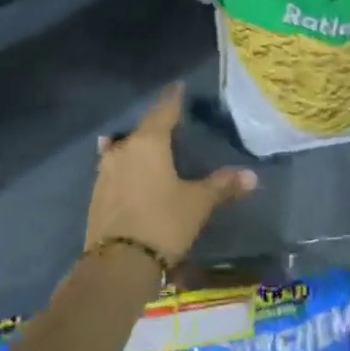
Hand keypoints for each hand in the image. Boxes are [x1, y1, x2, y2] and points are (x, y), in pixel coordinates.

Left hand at [87, 83, 256, 266]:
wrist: (118, 263)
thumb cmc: (163, 223)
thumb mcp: (197, 204)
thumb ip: (221, 186)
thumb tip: (252, 176)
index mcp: (148, 142)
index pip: (164, 111)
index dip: (173, 99)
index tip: (178, 87)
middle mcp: (123, 149)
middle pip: (142, 130)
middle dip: (156, 125)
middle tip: (172, 124)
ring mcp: (105, 171)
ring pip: (125, 149)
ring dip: (138, 147)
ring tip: (152, 149)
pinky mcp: (97, 194)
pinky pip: (116, 170)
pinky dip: (128, 168)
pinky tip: (133, 174)